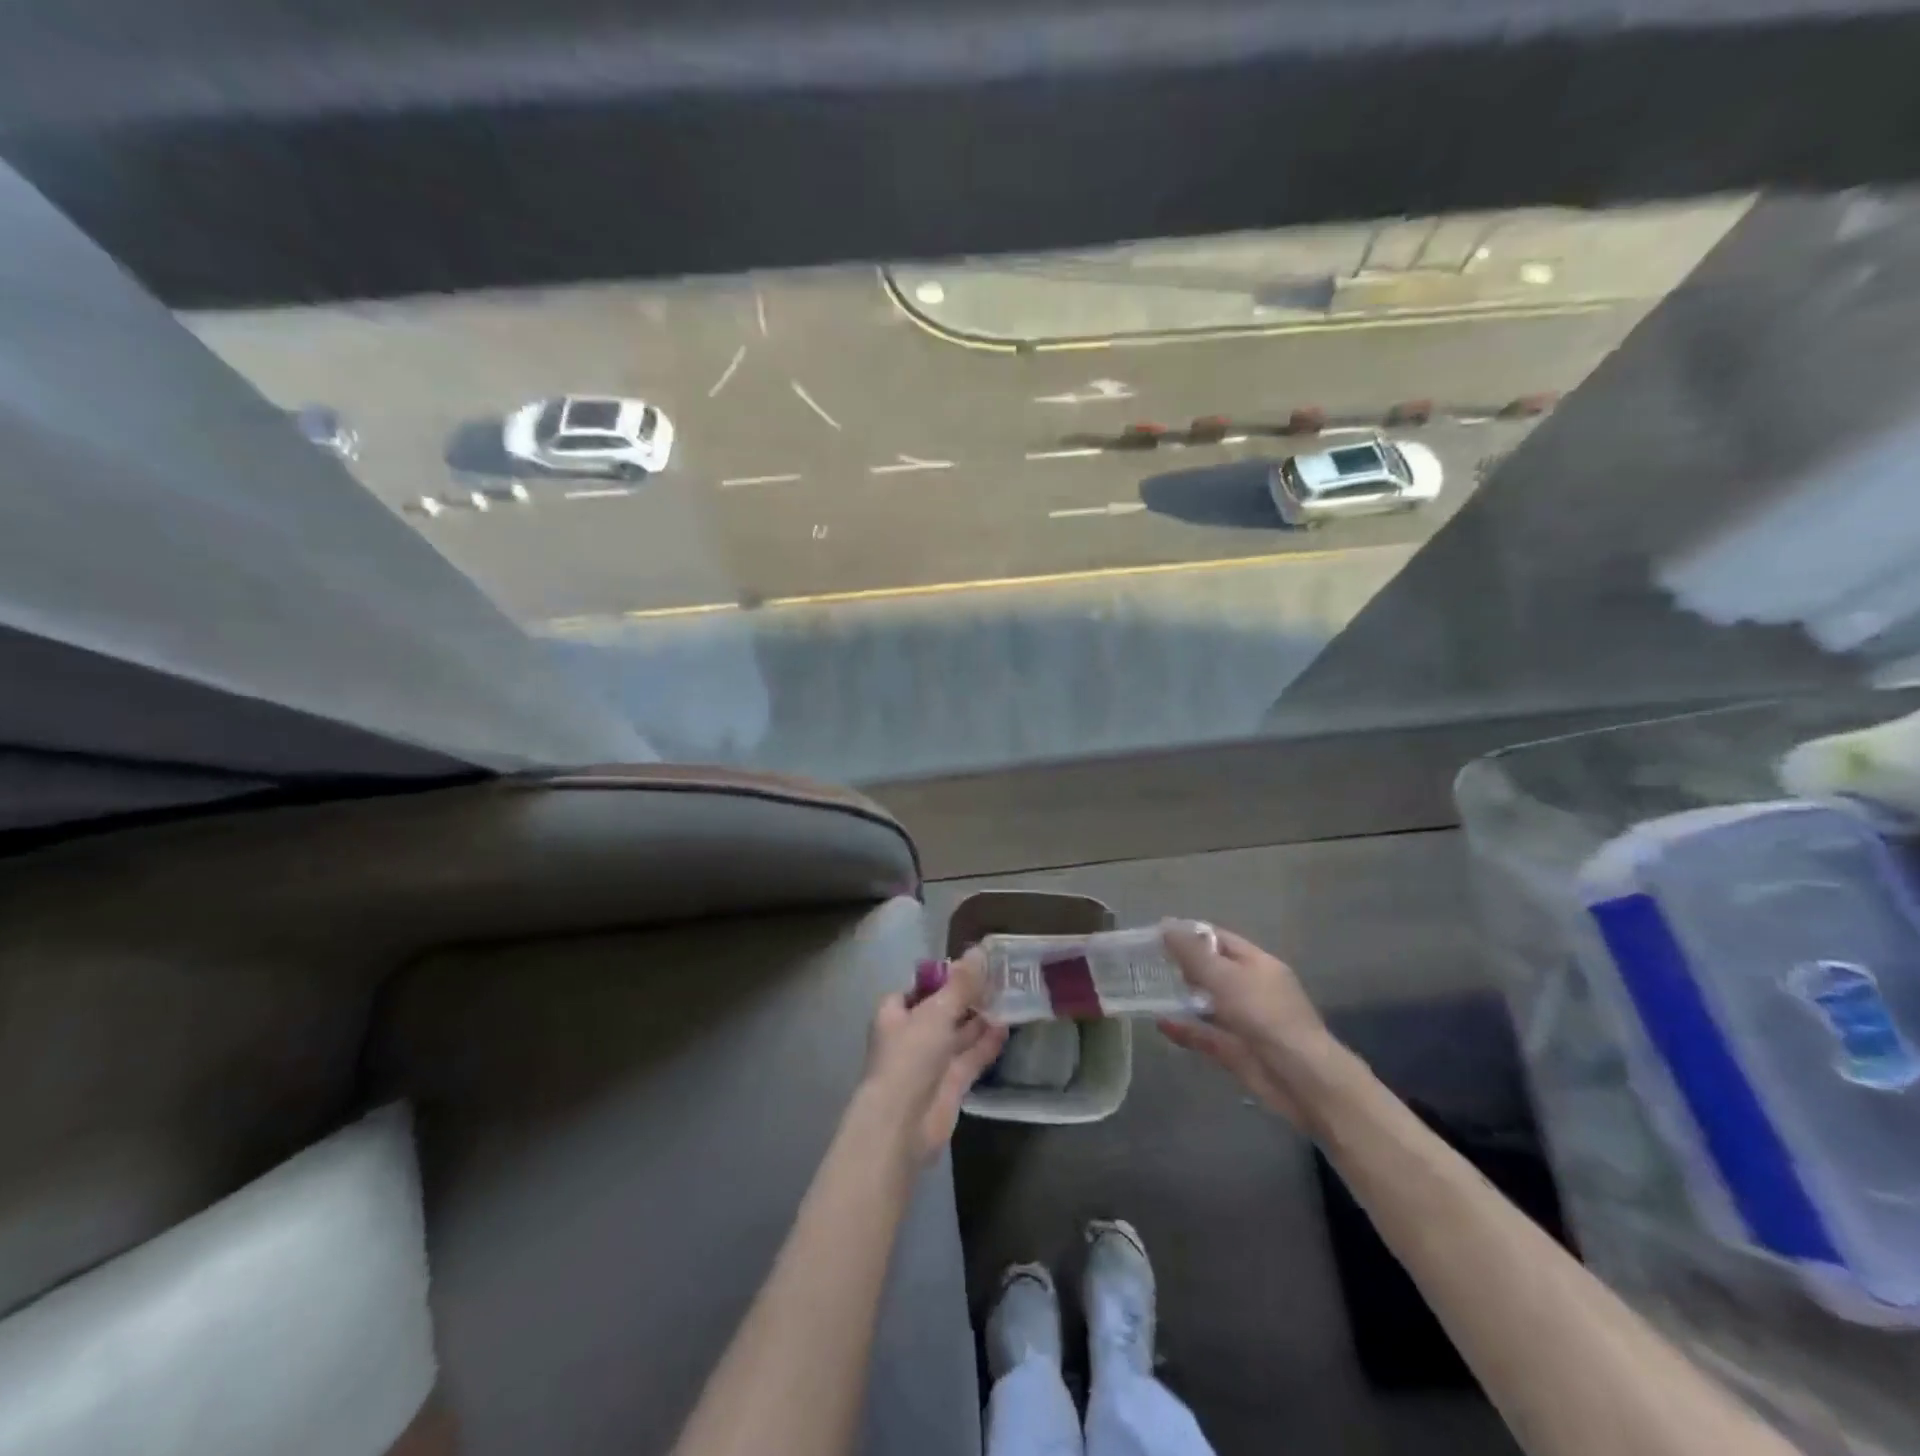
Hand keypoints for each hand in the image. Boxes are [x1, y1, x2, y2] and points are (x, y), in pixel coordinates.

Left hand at [856, 949, 1007, 1165]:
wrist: (903, 1124)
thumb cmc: (910, 1057)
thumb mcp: (936, 1012)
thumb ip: (961, 984)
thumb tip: (979, 950)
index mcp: (895, 1013)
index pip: (918, 988)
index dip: (942, 977)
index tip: (970, 965)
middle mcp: (912, 1035)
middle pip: (942, 1010)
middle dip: (966, 997)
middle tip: (998, 978)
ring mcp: (931, 1062)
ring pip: (958, 1034)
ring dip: (979, 1019)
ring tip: (1009, 998)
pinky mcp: (950, 1085)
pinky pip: (971, 1057)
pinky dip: (986, 1044)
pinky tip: (1007, 1028)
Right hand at [1157, 923, 1340, 1127]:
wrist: (1302, 1080)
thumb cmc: (1265, 1016)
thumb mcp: (1226, 978)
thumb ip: (1193, 954)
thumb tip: (1165, 925)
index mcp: (1257, 964)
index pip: (1219, 939)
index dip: (1189, 934)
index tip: (1155, 934)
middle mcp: (1251, 989)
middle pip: (1212, 970)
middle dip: (1182, 965)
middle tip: (1146, 963)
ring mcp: (1244, 1021)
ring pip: (1207, 1004)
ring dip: (1181, 998)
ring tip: (1147, 990)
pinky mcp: (1236, 1050)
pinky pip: (1206, 1035)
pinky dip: (1185, 1029)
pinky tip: (1160, 1023)